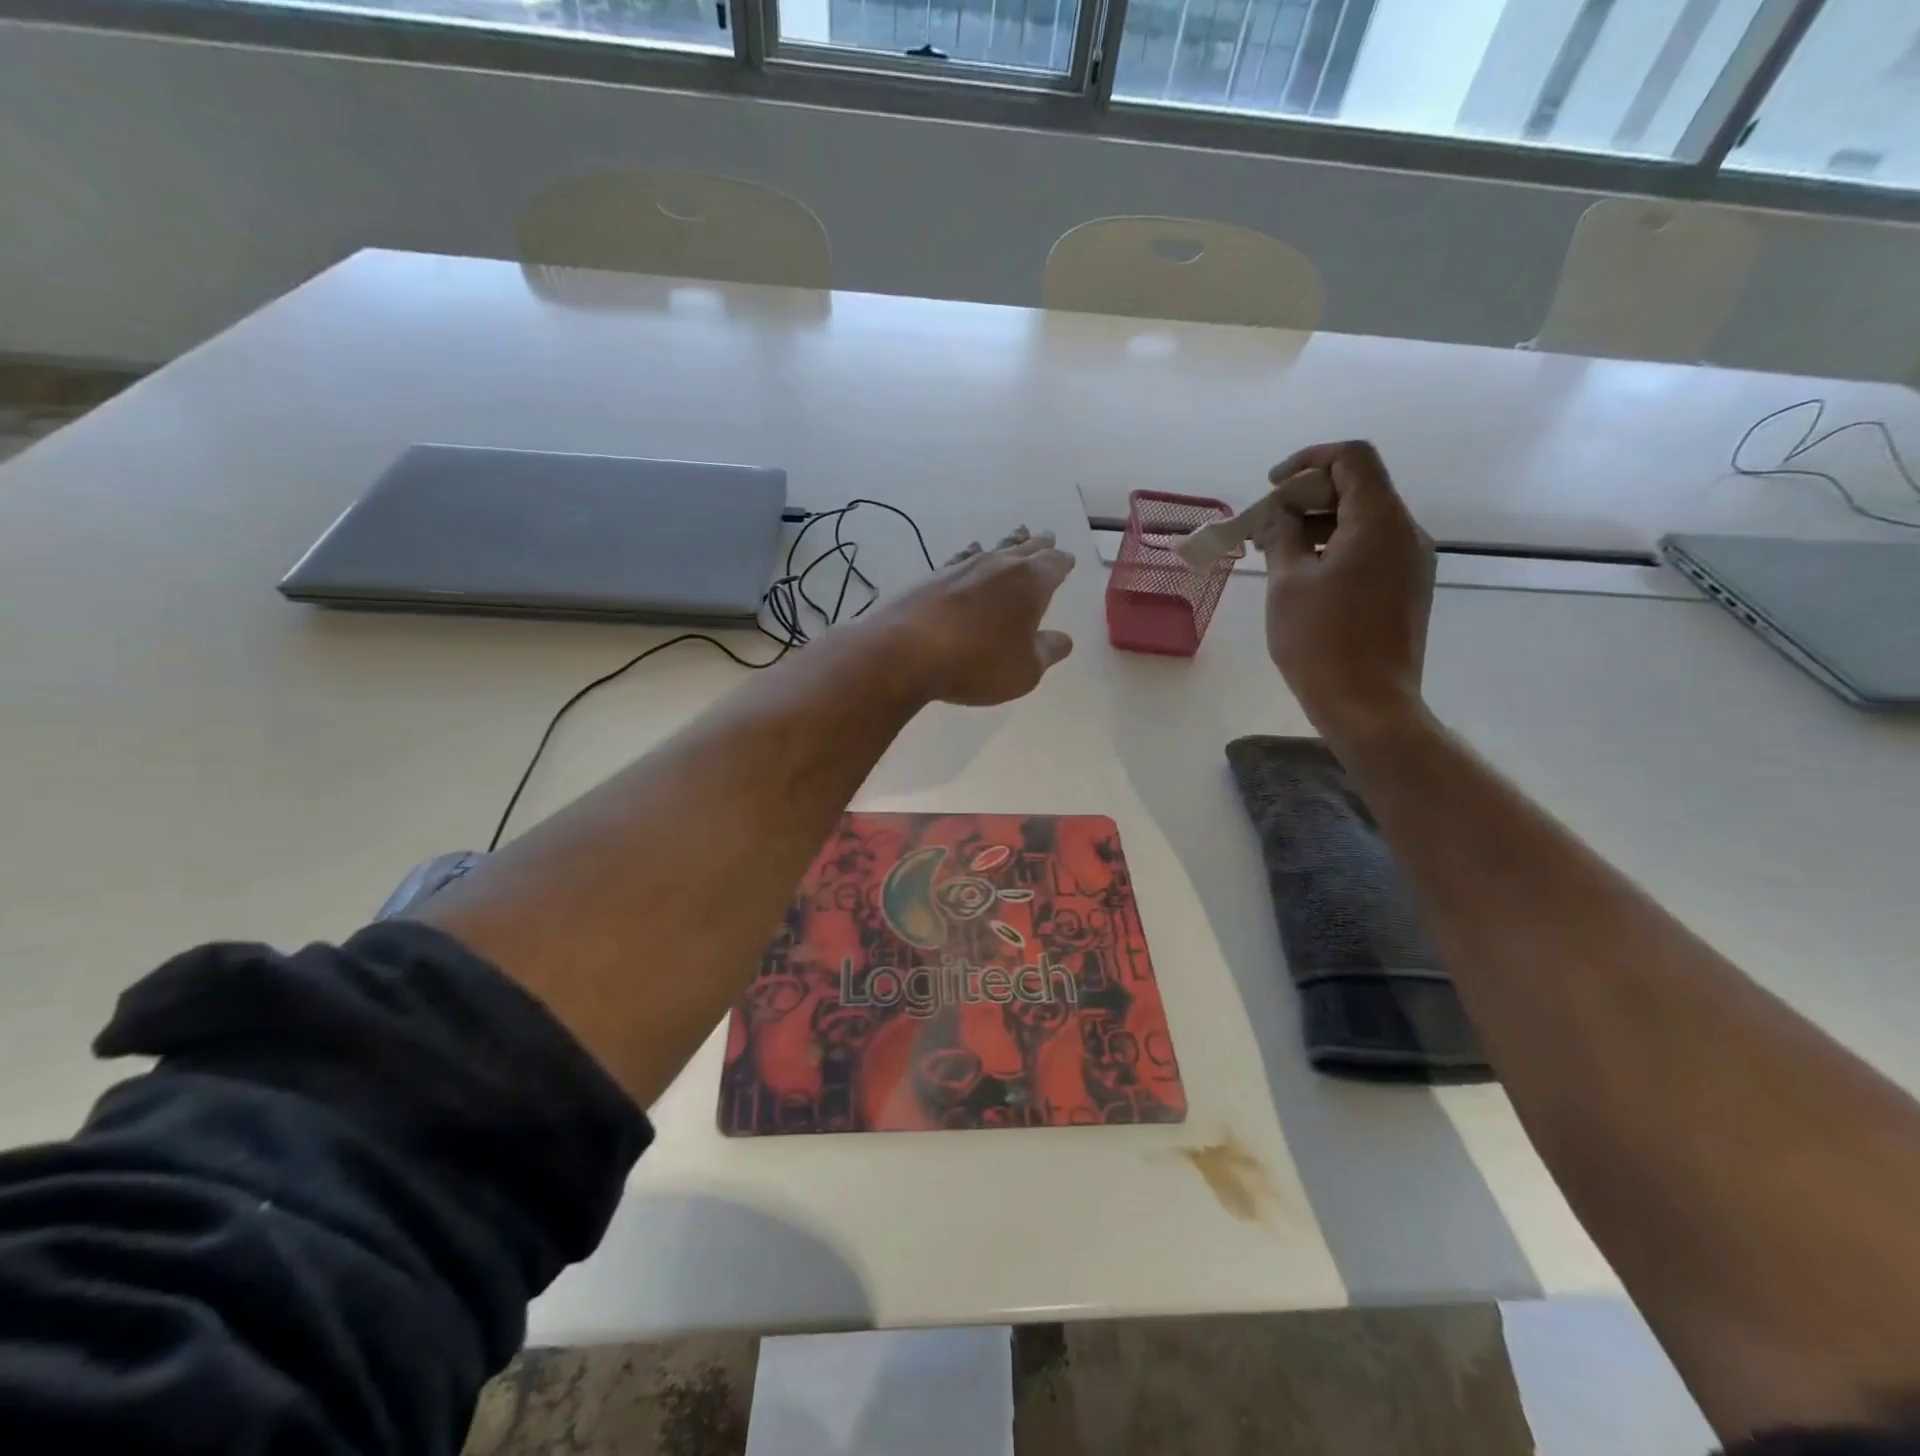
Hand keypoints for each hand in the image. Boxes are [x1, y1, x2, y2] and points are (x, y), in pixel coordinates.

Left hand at [873, 526, 1076, 706]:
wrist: (907, 652)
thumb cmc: (977, 664)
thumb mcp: (1025, 670)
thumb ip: (1047, 652)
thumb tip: (1063, 639)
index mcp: (1031, 583)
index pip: (1054, 564)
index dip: (1062, 562)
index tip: (1067, 560)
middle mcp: (1000, 565)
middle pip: (1025, 548)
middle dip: (1039, 544)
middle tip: (1047, 537)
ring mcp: (964, 567)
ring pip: (994, 548)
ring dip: (1008, 543)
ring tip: (1017, 535)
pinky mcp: (934, 576)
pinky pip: (963, 557)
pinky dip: (972, 554)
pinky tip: (970, 554)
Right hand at [1258, 441, 1434, 737]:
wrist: (1368, 705)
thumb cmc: (1321, 642)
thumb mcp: (1288, 584)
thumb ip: (1281, 536)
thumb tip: (1276, 514)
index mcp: (1379, 523)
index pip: (1351, 459)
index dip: (1307, 462)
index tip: (1270, 488)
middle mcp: (1406, 533)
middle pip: (1357, 488)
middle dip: (1305, 498)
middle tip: (1262, 527)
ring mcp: (1411, 562)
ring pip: (1362, 520)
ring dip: (1317, 524)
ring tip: (1274, 552)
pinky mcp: (1406, 588)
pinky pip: (1370, 549)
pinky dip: (1335, 548)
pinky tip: (1303, 575)